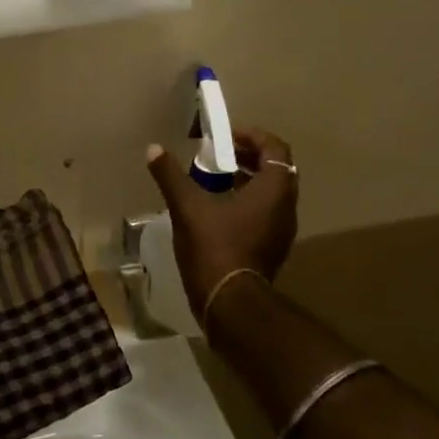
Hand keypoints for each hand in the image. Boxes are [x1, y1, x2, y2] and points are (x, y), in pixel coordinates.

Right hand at [146, 128, 299, 329]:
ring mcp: (280, 230)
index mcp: (273, 189)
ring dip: (245, 179)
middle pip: (274, 169)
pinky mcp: (271, 247)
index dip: (252, 136)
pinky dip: (245, 201)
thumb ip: (170, 175)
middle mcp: (285, 206)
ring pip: (269, 193)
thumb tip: (154, 149)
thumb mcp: (187, 206)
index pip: (275, 148)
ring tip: (212, 179)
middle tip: (217, 154)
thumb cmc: (214, 246)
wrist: (229, 302)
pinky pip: (263, 212)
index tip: (225, 136)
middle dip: (246, 157)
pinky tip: (215, 208)